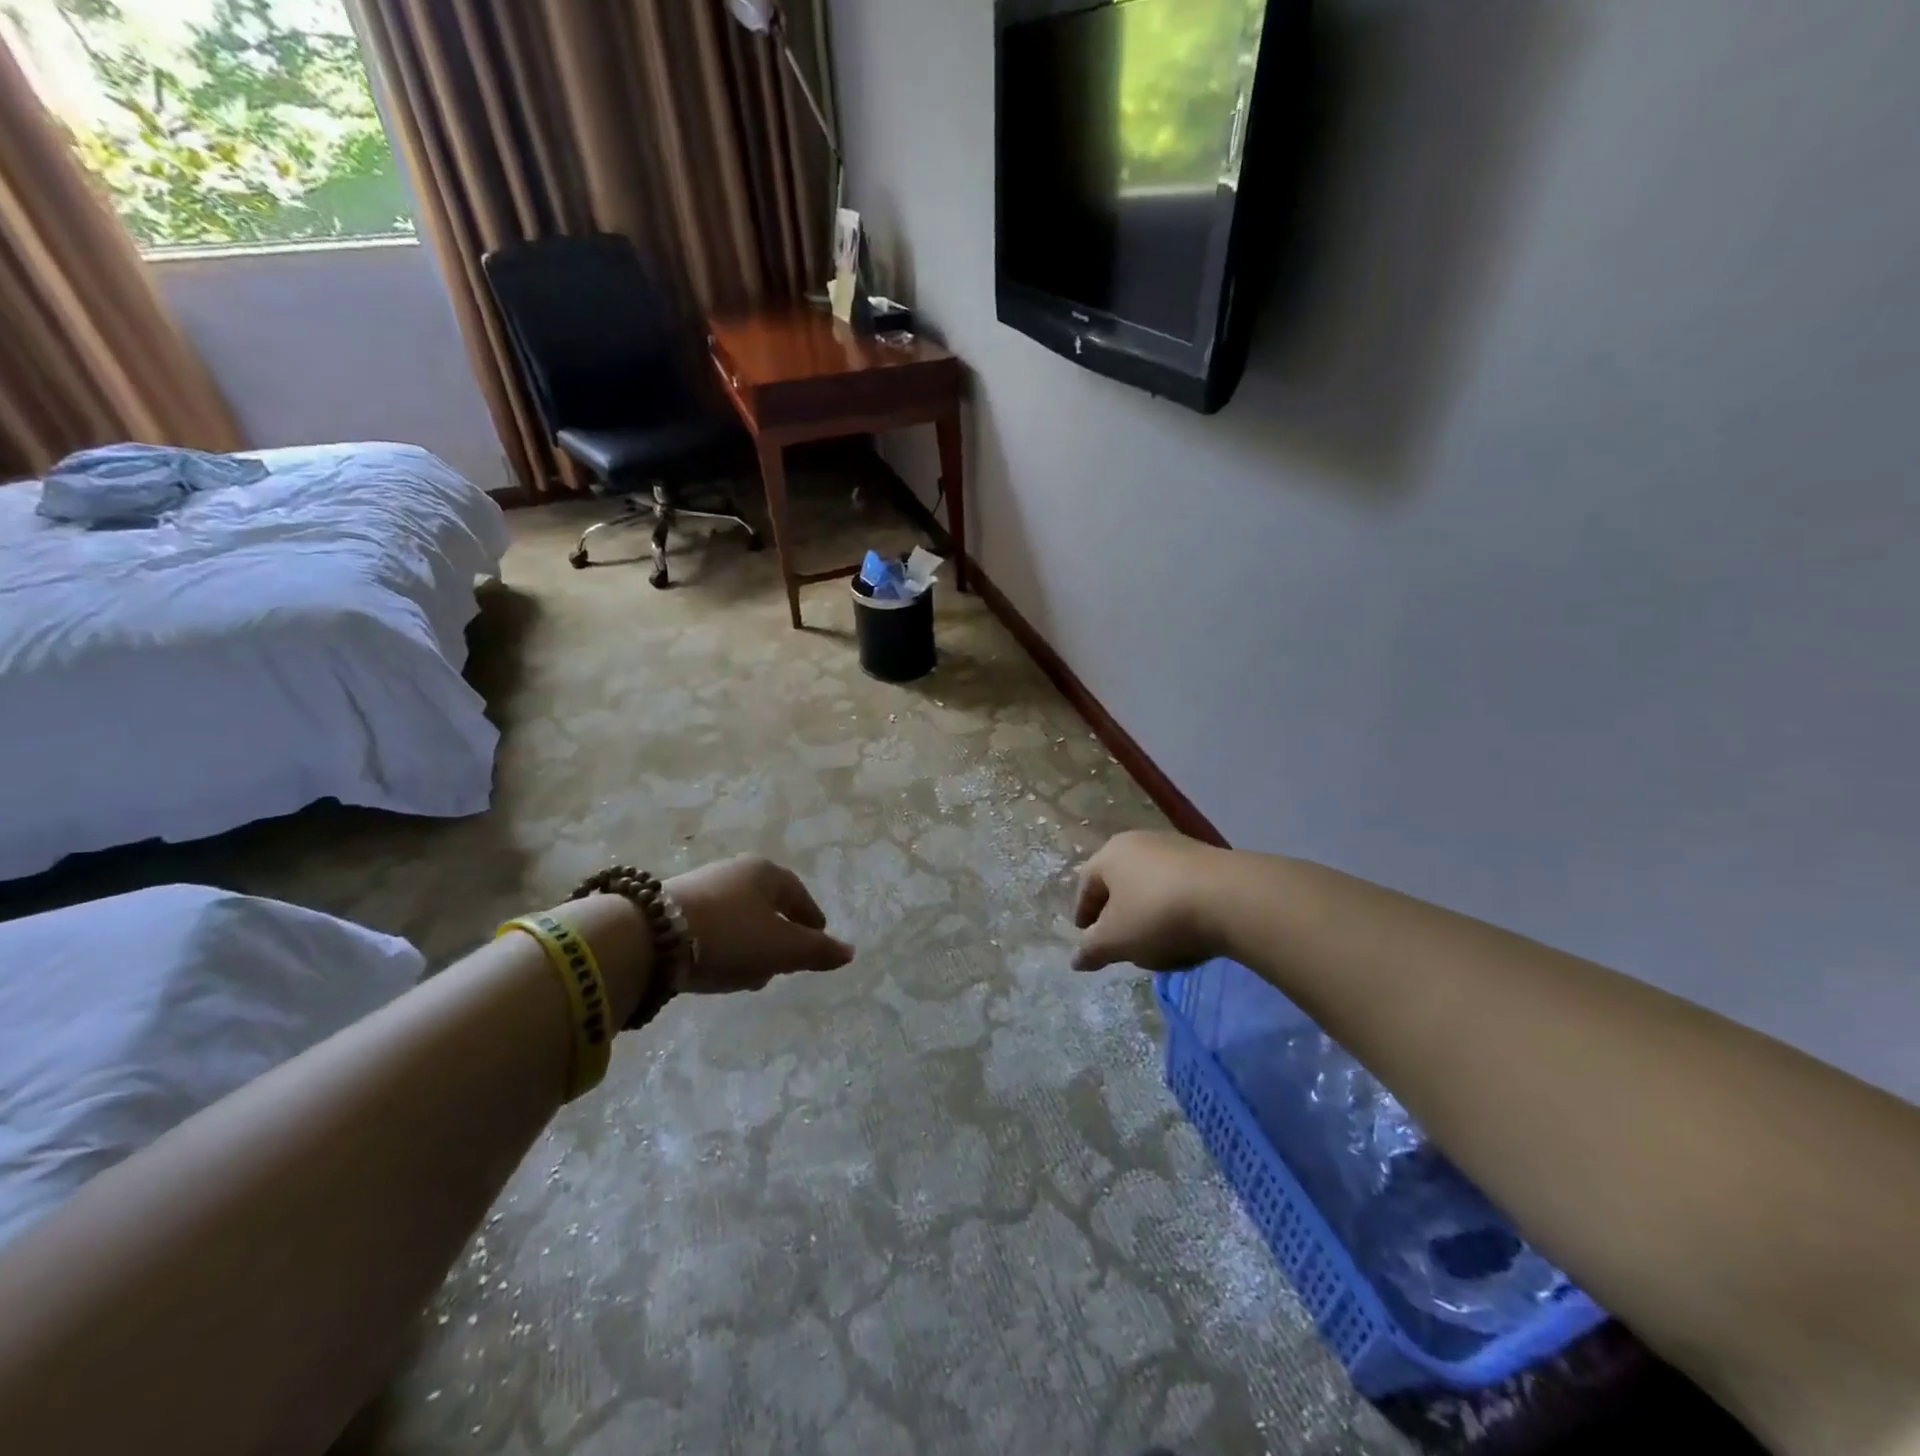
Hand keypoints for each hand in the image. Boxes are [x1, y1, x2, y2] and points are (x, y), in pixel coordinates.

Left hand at [666, 855, 854, 993]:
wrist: (650, 937)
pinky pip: (711, 927)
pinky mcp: (671, 907)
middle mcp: (734, 871)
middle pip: (767, 905)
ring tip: (750, 975)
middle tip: (784, 962)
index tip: (818, 938)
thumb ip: (817, 951)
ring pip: (738, 918)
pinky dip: (722, 946)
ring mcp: (701, 886)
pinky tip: (716, 968)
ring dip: (749, 944)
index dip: (811, 920)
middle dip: (778, 934)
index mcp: (766, 872)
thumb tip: (850, 952)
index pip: (798, 895)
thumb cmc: (731, 936)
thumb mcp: (782, 948)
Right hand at [1072, 830, 1232, 971]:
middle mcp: (1140, 841)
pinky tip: (1186, 929)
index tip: (1086, 935)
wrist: (1232, 899)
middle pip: (1119, 878)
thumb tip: (1076, 959)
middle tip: (1117, 937)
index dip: (1083, 912)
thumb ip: (1092, 950)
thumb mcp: (1116, 940)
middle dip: (1115, 909)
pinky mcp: (1209, 859)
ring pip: (1151, 881)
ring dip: (1147, 907)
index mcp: (1110, 854)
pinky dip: (1175, 906)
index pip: (1086, 883)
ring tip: (1154, 937)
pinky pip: (1181, 886)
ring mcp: (1177, 847)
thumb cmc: (1158, 915)